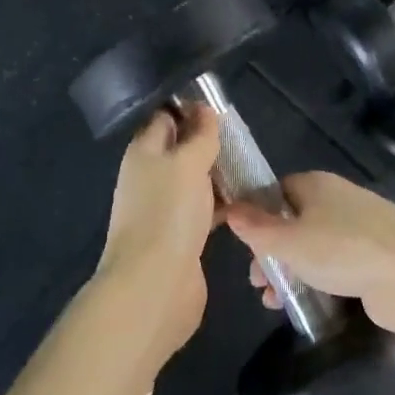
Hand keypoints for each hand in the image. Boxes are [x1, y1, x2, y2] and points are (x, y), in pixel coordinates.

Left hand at [94, 106, 222, 370]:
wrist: (154, 287)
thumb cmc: (168, 213)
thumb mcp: (187, 163)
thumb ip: (199, 135)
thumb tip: (205, 110)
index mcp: (144, 152)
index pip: (165, 117)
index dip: (190, 108)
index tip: (221, 106)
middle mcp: (150, 177)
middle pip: (180, 149)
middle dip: (209, 143)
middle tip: (243, 137)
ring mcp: (164, 209)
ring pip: (194, 181)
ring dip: (219, 174)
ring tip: (251, 166)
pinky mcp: (181, 237)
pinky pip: (203, 210)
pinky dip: (222, 204)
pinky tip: (248, 203)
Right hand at [223, 172, 394, 348]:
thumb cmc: (345, 249)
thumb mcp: (290, 240)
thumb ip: (257, 229)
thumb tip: (229, 209)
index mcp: (314, 185)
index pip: (275, 191)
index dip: (255, 213)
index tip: (239, 242)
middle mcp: (335, 202)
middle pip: (292, 222)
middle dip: (270, 250)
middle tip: (255, 279)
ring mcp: (356, 232)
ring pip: (312, 248)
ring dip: (290, 272)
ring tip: (272, 301)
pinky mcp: (372, 262)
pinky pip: (333, 268)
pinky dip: (316, 284)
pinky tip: (302, 308)